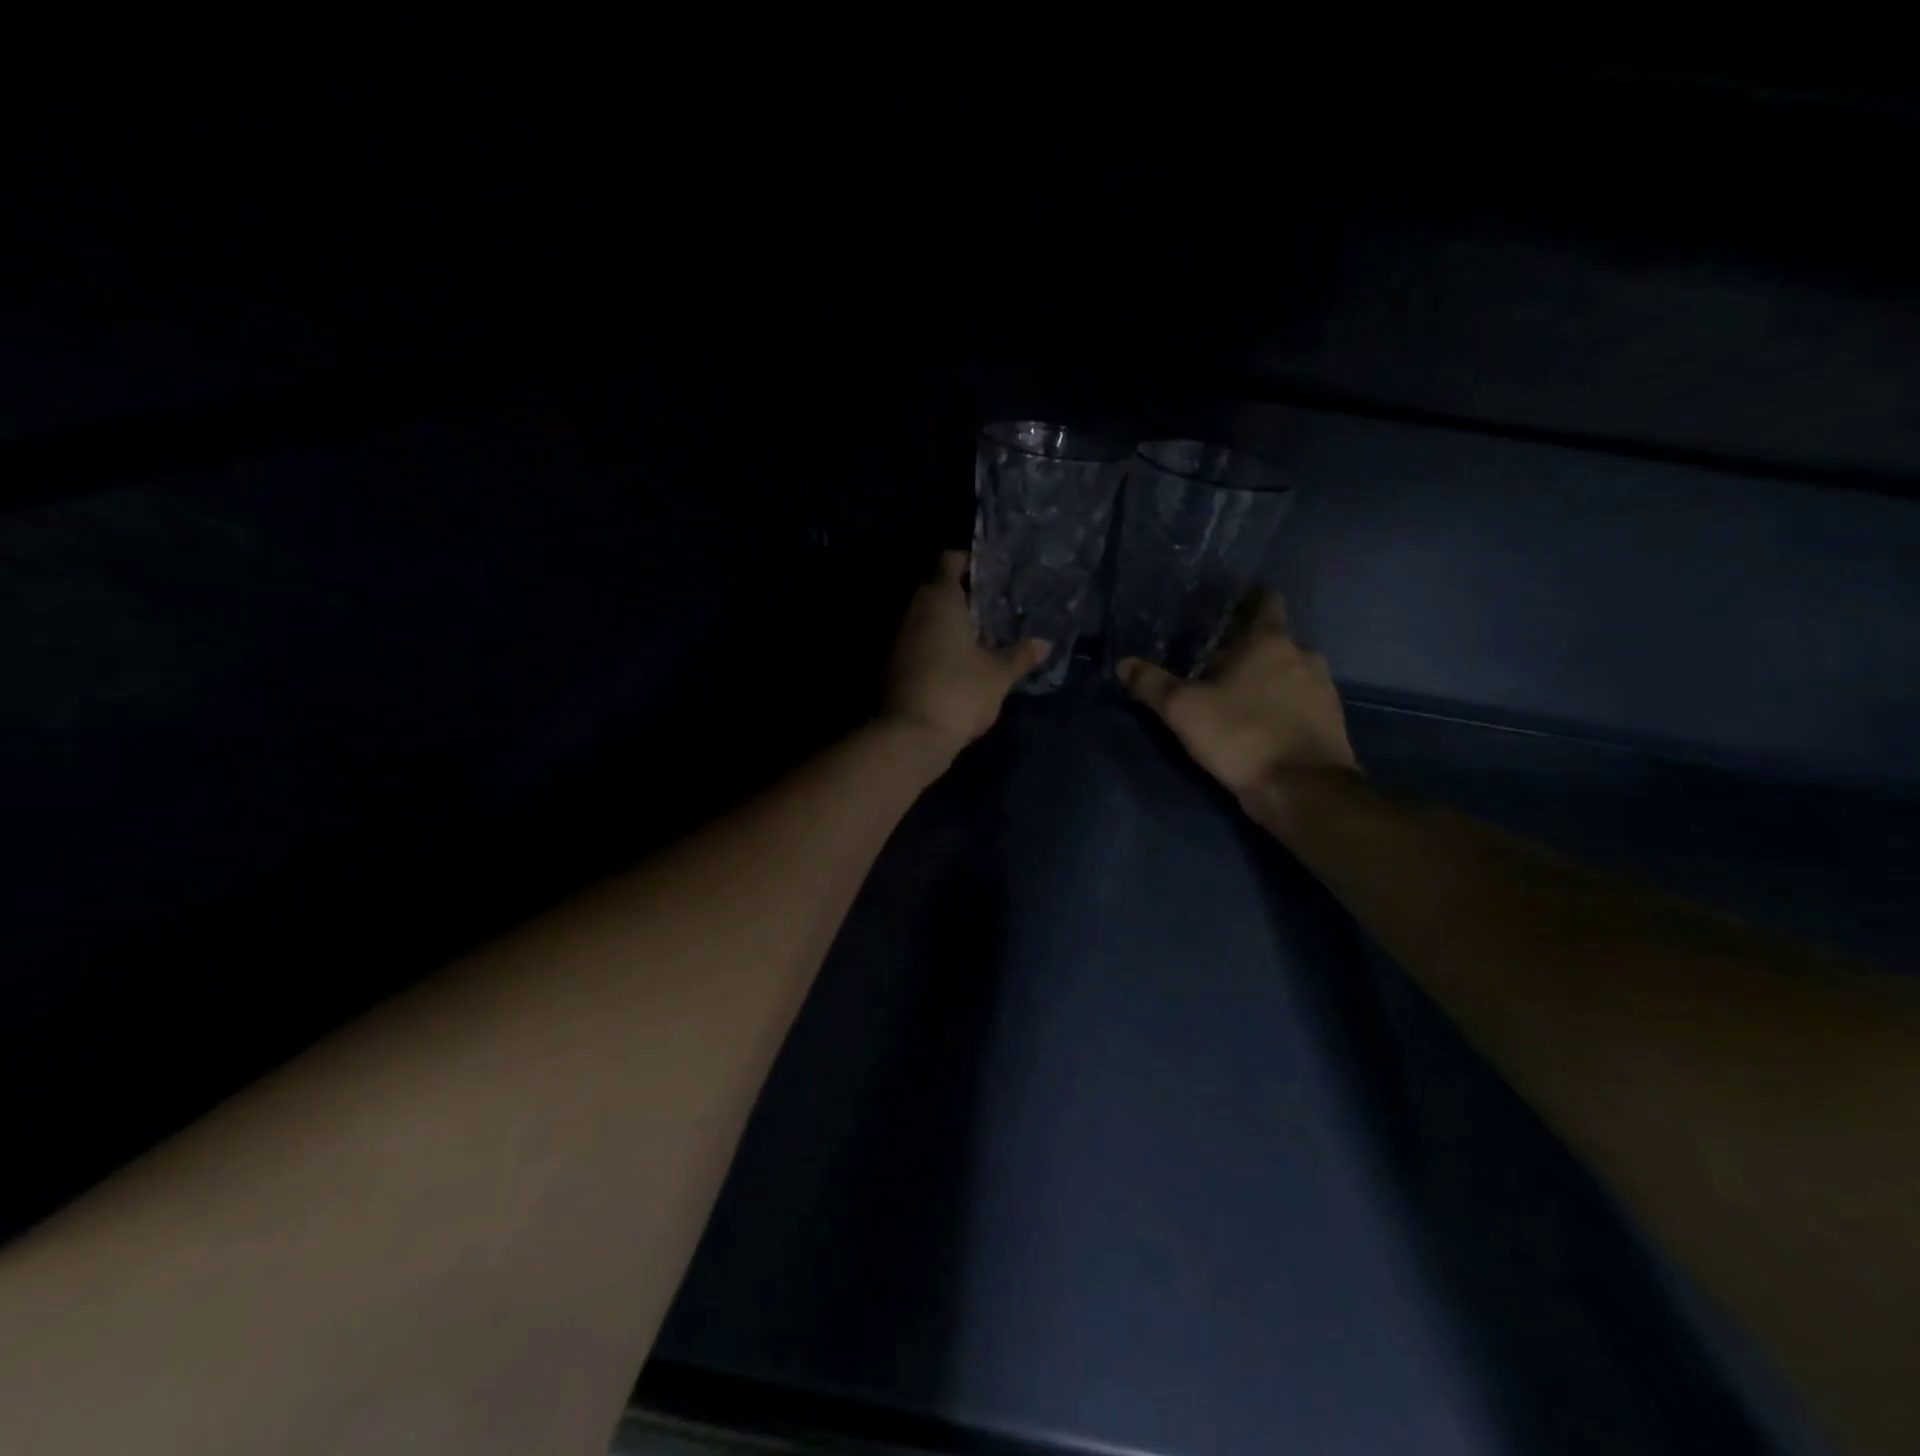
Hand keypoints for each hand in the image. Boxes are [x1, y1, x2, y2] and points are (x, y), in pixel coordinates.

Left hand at [884, 551, 1049, 755]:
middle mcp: (913, 609)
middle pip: (937, 589)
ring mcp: (897, 638)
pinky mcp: (892, 665)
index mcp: (939, 598)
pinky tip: (960, 664)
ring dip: (950, 625)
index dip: (971, 563)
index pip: (950, 560)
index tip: (994, 576)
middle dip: (964, 597)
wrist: (908, 736)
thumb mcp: (998, 675)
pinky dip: (936, 646)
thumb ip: (1021, 656)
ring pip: (926, 618)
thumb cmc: (958, 691)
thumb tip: (1044, 643)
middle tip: (995, 610)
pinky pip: (918, 642)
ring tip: (982, 639)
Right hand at [1118, 592, 1357, 795]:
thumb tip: (1124, 663)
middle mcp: (1303, 656)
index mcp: (1270, 641)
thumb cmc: (1241, 734)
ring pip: (1289, 673)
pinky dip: (1282, 707)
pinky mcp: (1331, 722)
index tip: (1225, 612)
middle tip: (1214, 665)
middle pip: (1273, 642)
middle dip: (1247, 650)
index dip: (1247, 602)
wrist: (1302, 789)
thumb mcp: (1183, 709)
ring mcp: (1323, 689)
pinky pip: (1300, 702)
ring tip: (1236, 698)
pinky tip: (1259, 725)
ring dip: (1266, 681)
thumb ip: (1152, 683)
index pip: (1266, 602)